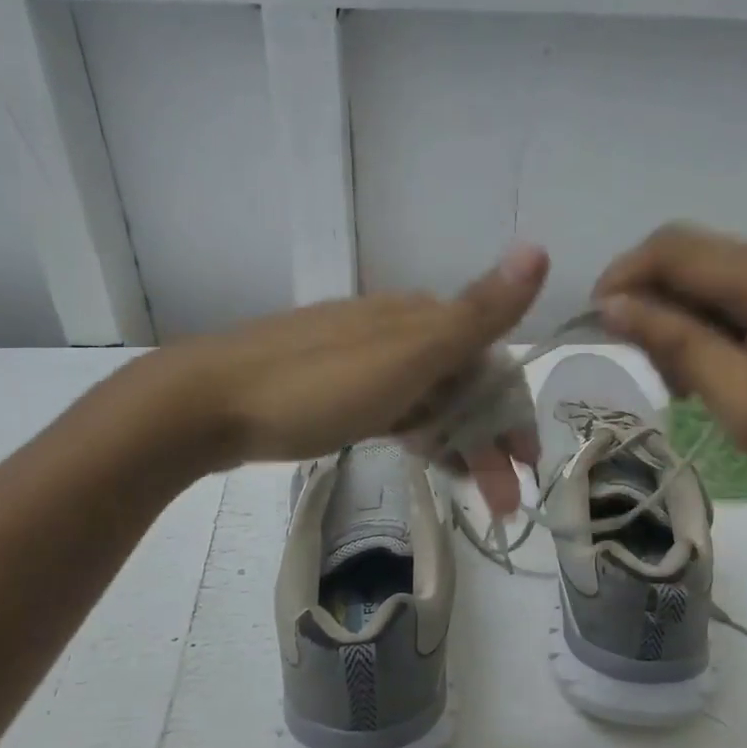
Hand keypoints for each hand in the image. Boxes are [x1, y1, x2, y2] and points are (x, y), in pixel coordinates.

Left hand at [164, 245, 547, 515]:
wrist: (207, 402)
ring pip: (430, 400)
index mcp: (421, 319)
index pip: (492, 362)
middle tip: (502, 500)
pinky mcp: (335, 387)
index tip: (527, 465)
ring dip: (458, 443)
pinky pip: (396, 407)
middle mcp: (397, 330)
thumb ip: (477, 313)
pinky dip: (419, 434)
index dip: (514, 412)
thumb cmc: (318, 385)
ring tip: (469, 491)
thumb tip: (539, 247)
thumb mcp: (408, 354)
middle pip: (462, 385)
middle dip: (489, 439)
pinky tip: (422, 456)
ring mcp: (363, 358)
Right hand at [594, 226, 746, 514]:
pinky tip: (728, 369)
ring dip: (688, 318)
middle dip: (656, 306)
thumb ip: (679, 346)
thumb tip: (615, 305)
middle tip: (658, 377)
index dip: (622, 278)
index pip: (672, 249)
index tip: (597, 327)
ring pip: (720, 275)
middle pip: (695, 258)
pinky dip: (722, 323)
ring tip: (691, 383)